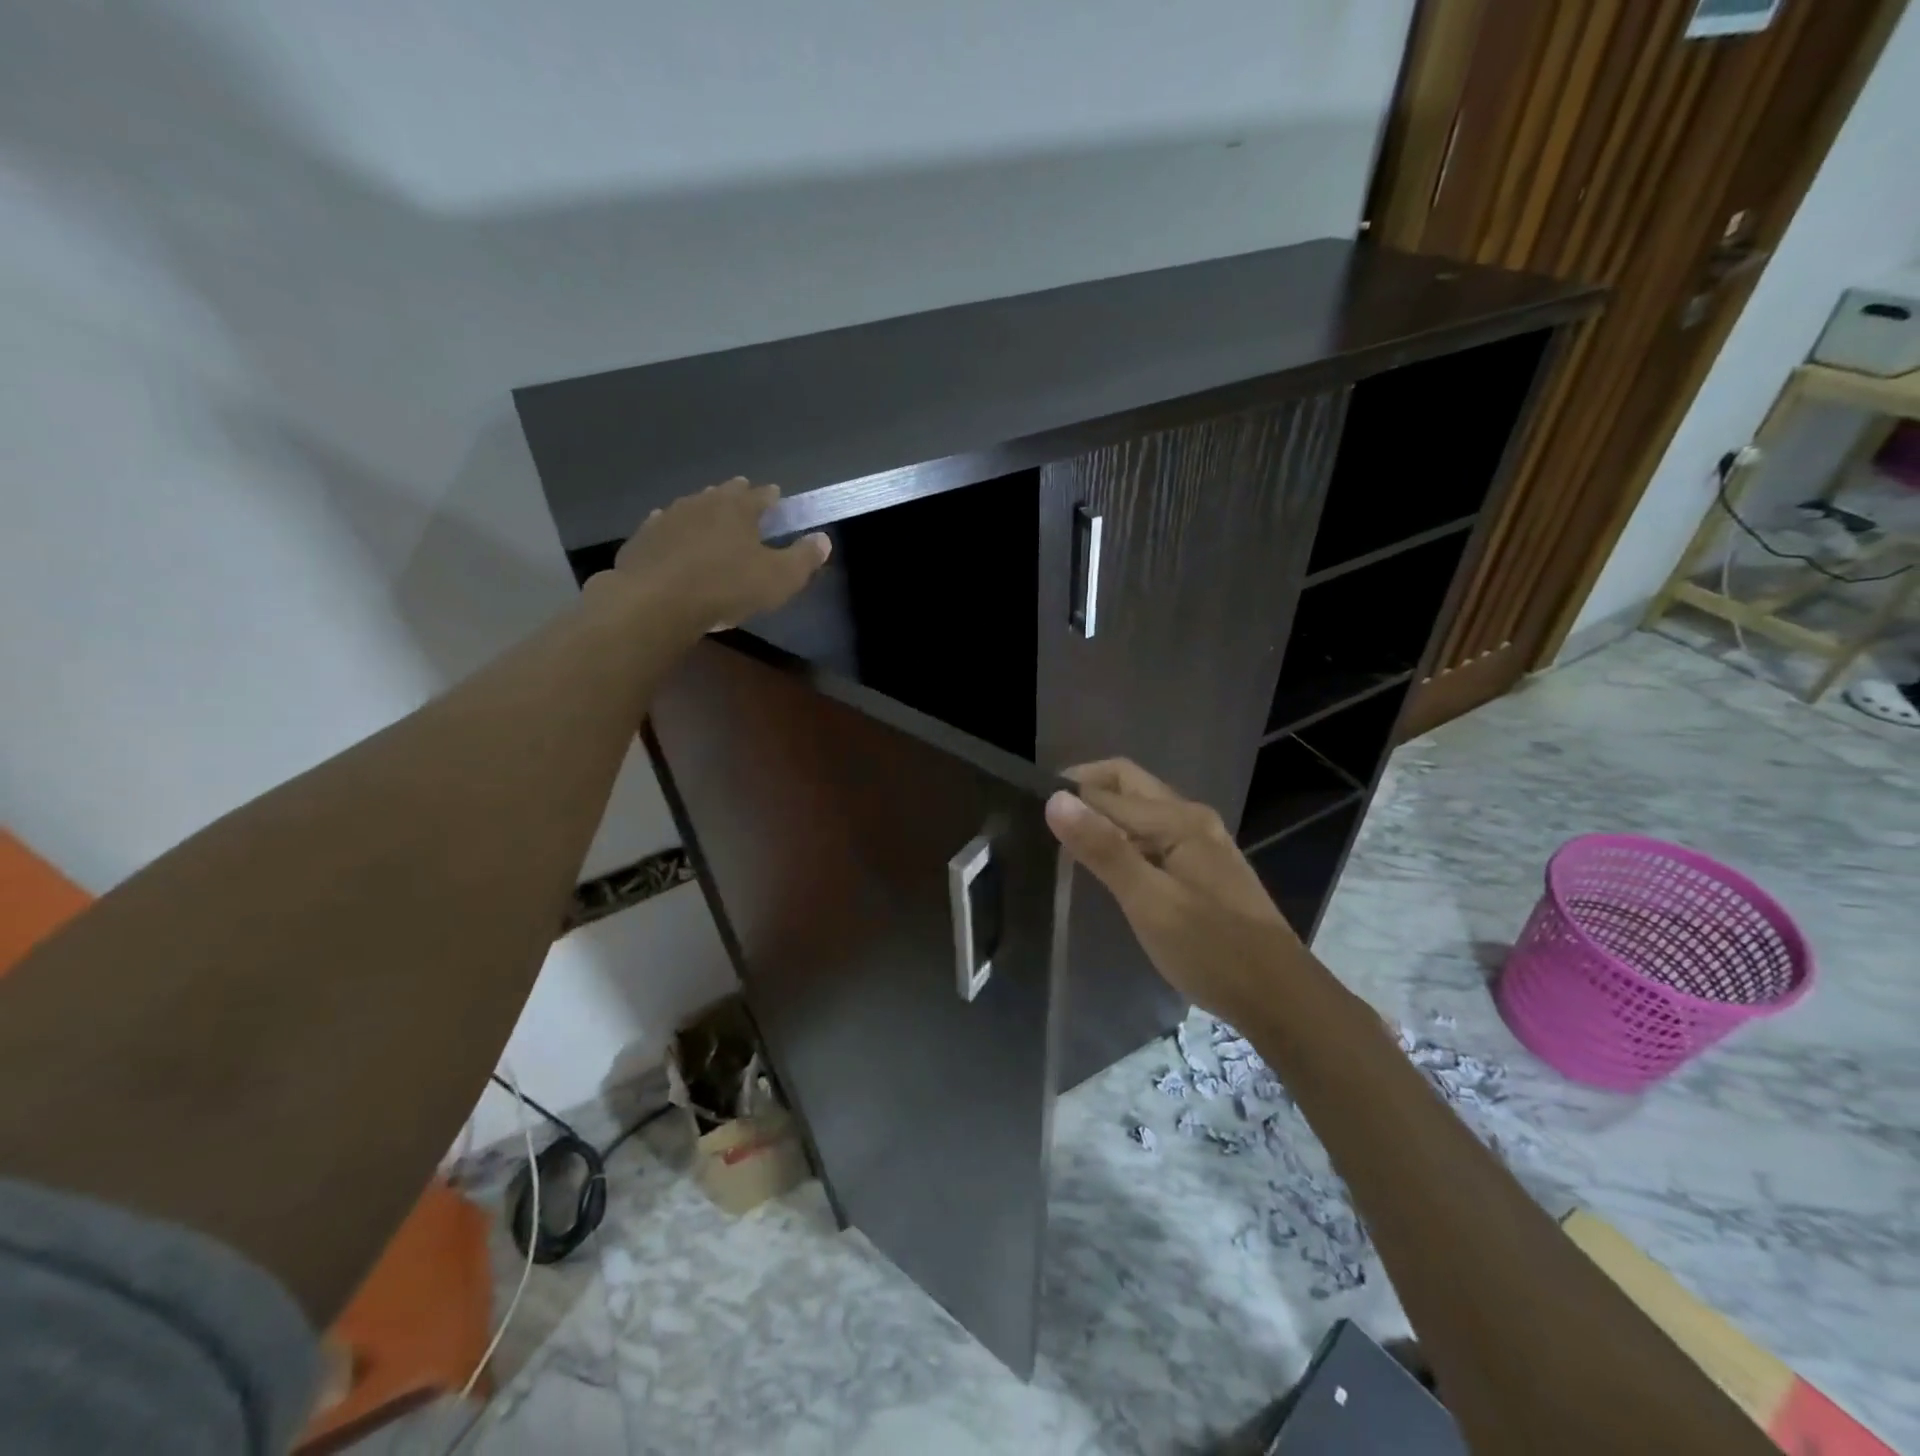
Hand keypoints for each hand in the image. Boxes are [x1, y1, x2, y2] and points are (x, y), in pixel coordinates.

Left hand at [595, 478, 830, 633]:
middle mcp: (703, 503)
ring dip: (703, 510)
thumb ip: (804, 558)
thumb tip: (823, 538)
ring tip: (709, 518)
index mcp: (738, 508)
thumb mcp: (779, 579)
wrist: (655, 600)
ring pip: (692, 506)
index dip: (771, 496)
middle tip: (743, 497)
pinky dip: (674, 530)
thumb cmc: (726, 587)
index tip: (776, 496)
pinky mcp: (643, 538)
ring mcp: (668, 517)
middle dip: (736, 494)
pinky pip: (664, 527)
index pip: (760, 495)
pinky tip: (673, 538)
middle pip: (723, 493)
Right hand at [1045, 758, 1313, 1031]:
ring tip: (1066, 843)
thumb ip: (1103, 849)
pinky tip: (1107, 866)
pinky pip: (1154, 834)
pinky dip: (1123, 837)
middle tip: (1045, 820)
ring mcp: (1201, 841)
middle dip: (1087, 791)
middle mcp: (1191, 818)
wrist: (1278, 995)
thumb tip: (1056, 799)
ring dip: (1104, 815)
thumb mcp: (1149, 902)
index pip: (1108, 789)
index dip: (1068, 794)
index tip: (1026, 810)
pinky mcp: (1203, 866)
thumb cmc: (1212, 949)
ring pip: (1141, 809)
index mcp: (1178, 819)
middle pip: (1128, 784)